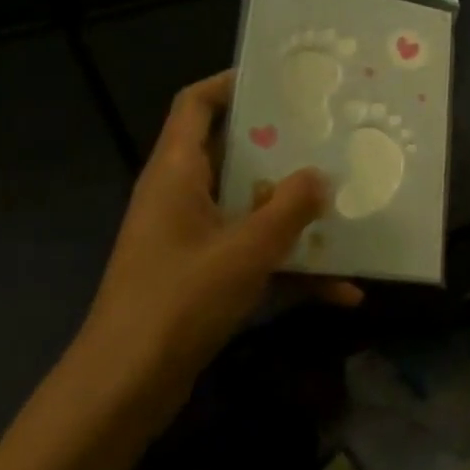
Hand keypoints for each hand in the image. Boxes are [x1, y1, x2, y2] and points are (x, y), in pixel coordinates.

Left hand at [78, 72, 351, 425]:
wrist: (123, 391)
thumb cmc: (178, 302)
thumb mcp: (245, 250)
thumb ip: (289, 208)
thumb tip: (320, 175)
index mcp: (177, 173)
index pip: (196, 104)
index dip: (232, 82)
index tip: (282, 79)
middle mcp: (181, 196)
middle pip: (233, 152)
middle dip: (284, 146)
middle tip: (331, 135)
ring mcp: (192, 238)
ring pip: (250, 206)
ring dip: (295, 211)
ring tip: (346, 203)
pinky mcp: (203, 277)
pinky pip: (255, 256)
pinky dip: (292, 267)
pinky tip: (343, 289)